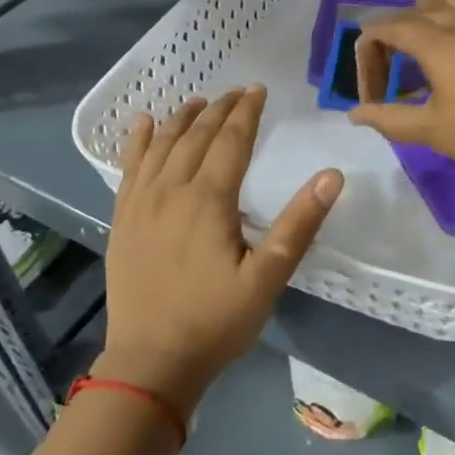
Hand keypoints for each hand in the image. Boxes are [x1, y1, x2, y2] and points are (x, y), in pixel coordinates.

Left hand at [100, 86, 341, 411]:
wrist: (150, 364)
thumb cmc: (216, 321)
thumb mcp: (268, 278)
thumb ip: (299, 224)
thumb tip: (332, 176)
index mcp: (209, 200)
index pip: (230, 140)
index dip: (247, 112)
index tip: (259, 90)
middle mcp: (171, 191)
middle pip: (196, 136)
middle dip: (219, 109)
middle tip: (238, 92)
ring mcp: (140, 205)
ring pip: (161, 146)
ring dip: (181, 119)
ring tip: (198, 101)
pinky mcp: (122, 221)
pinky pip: (128, 168)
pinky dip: (138, 142)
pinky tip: (142, 124)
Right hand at [348, 0, 454, 182]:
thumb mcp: (430, 130)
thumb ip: (388, 117)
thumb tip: (356, 113)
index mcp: (439, 40)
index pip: (387, 27)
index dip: (368, 55)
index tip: (372, 91)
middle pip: (415, 8)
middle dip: (394, 34)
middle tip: (393, 71)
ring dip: (426, 13)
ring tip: (422, 48)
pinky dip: (454, 17)